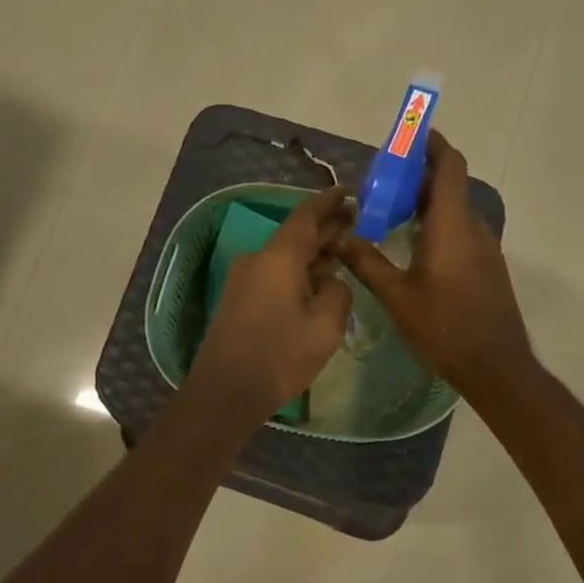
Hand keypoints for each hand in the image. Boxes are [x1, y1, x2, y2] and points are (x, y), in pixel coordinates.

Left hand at [189, 185, 353, 423]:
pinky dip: (299, 271)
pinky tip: (318, 281)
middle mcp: (258, 259)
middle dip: (326, 228)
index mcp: (278, 257)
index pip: (306, 215)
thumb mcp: (325, 326)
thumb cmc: (279, 356)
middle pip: (296, 234)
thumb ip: (337, 292)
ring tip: (345, 251)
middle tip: (358, 222)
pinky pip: (275, 273)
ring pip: (286, 256)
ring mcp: (245, 279)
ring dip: (314, 252)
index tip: (350, 191)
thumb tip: (330, 281)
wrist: (225, 391)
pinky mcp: (240, 299)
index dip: (329, 202)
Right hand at [337, 131, 532, 394]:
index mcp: (452, 225)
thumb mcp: (396, 296)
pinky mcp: (486, 266)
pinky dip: (436, 222)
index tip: (410, 134)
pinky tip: (411, 243)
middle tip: (381, 180)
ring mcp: (484, 247)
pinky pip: (460, 229)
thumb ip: (367, 262)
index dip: (433, 145)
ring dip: (426, 201)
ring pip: (454, 209)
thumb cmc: (444, 327)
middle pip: (449, 185)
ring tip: (389, 209)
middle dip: (418, 175)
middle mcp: (473, 227)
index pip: (449, 167)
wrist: (496, 367)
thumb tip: (339, 237)